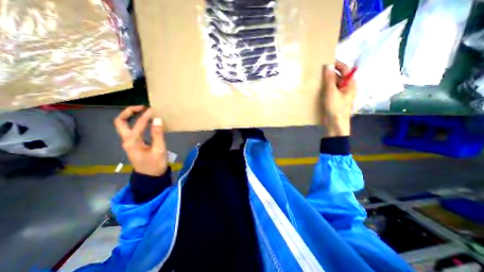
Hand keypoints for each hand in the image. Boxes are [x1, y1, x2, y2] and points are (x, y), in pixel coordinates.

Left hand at [114, 105, 168, 177]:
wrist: (151, 177)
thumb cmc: (155, 164)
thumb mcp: (159, 149)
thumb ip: (158, 134)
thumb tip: (157, 119)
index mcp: (132, 142)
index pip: (138, 124)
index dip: (146, 116)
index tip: (155, 110)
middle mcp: (127, 140)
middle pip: (121, 122)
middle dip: (129, 112)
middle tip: (142, 108)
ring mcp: (129, 143)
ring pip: (124, 126)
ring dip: (132, 117)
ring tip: (145, 113)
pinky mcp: (134, 145)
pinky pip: (131, 130)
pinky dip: (136, 123)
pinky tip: (146, 123)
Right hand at [320, 62, 354, 136]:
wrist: (335, 124)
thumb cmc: (336, 108)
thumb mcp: (332, 93)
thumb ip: (330, 79)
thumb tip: (328, 66)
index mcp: (350, 84)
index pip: (346, 69)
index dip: (337, 64)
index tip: (326, 62)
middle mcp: (346, 87)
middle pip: (339, 76)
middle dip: (330, 73)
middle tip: (318, 71)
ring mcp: (339, 94)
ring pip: (333, 84)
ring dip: (326, 81)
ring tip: (316, 79)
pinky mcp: (333, 100)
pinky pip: (329, 91)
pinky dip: (324, 88)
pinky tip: (316, 88)